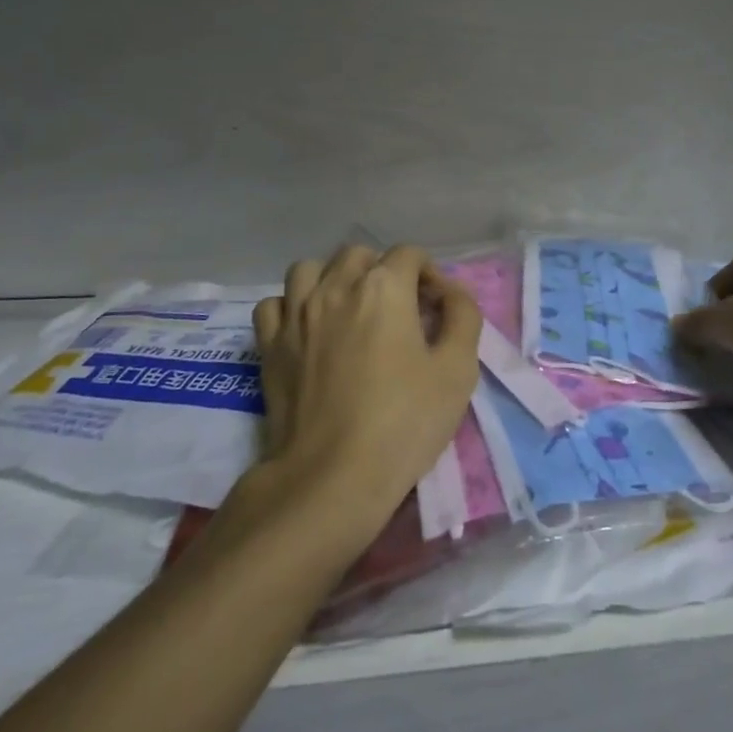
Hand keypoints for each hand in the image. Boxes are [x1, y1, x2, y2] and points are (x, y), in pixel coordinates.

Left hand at [252, 245, 482, 526]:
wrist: (332, 477)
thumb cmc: (404, 422)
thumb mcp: (458, 370)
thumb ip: (463, 316)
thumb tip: (452, 292)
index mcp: (384, 288)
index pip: (409, 254)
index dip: (429, 273)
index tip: (437, 306)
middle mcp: (336, 287)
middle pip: (359, 254)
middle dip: (383, 270)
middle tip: (398, 308)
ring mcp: (295, 314)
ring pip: (310, 269)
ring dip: (333, 278)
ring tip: (348, 308)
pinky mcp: (269, 345)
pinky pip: (274, 304)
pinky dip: (291, 306)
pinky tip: (308, 329)